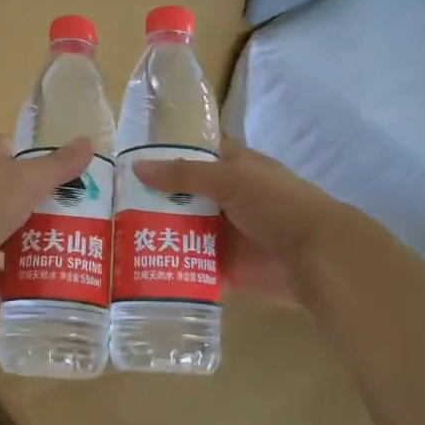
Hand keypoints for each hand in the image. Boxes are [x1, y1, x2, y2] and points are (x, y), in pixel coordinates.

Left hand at [0, 135, 96, 322]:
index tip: (72, 170)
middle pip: (20, 196)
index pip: (10, 152)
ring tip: (88, 244)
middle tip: (92, 211)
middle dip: (52, 203)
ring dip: (48, 240)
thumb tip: (88, 141)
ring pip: (20, 235)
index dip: (39, 157)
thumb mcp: (26, 177)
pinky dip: (36, 274)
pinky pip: (16, 272)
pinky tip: (67, 274)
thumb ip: (58, 164)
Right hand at [134, 143, 349, 304]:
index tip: (126, 164)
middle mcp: (226, 199)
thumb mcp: (230, 179)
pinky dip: (170, 265)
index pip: (193, 157)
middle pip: (182, 197)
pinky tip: (137, 267)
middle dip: (152, 200)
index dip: (164, 158)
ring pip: (184, 229)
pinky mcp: (224, 266)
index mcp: (233, 168)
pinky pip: (191, 264)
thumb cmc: (277, 205)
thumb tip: (137, 167)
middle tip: (109, 206)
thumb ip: (184, 175)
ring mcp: (225, 234)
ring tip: (113, 237)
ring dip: (157, 233)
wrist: (315, 256)